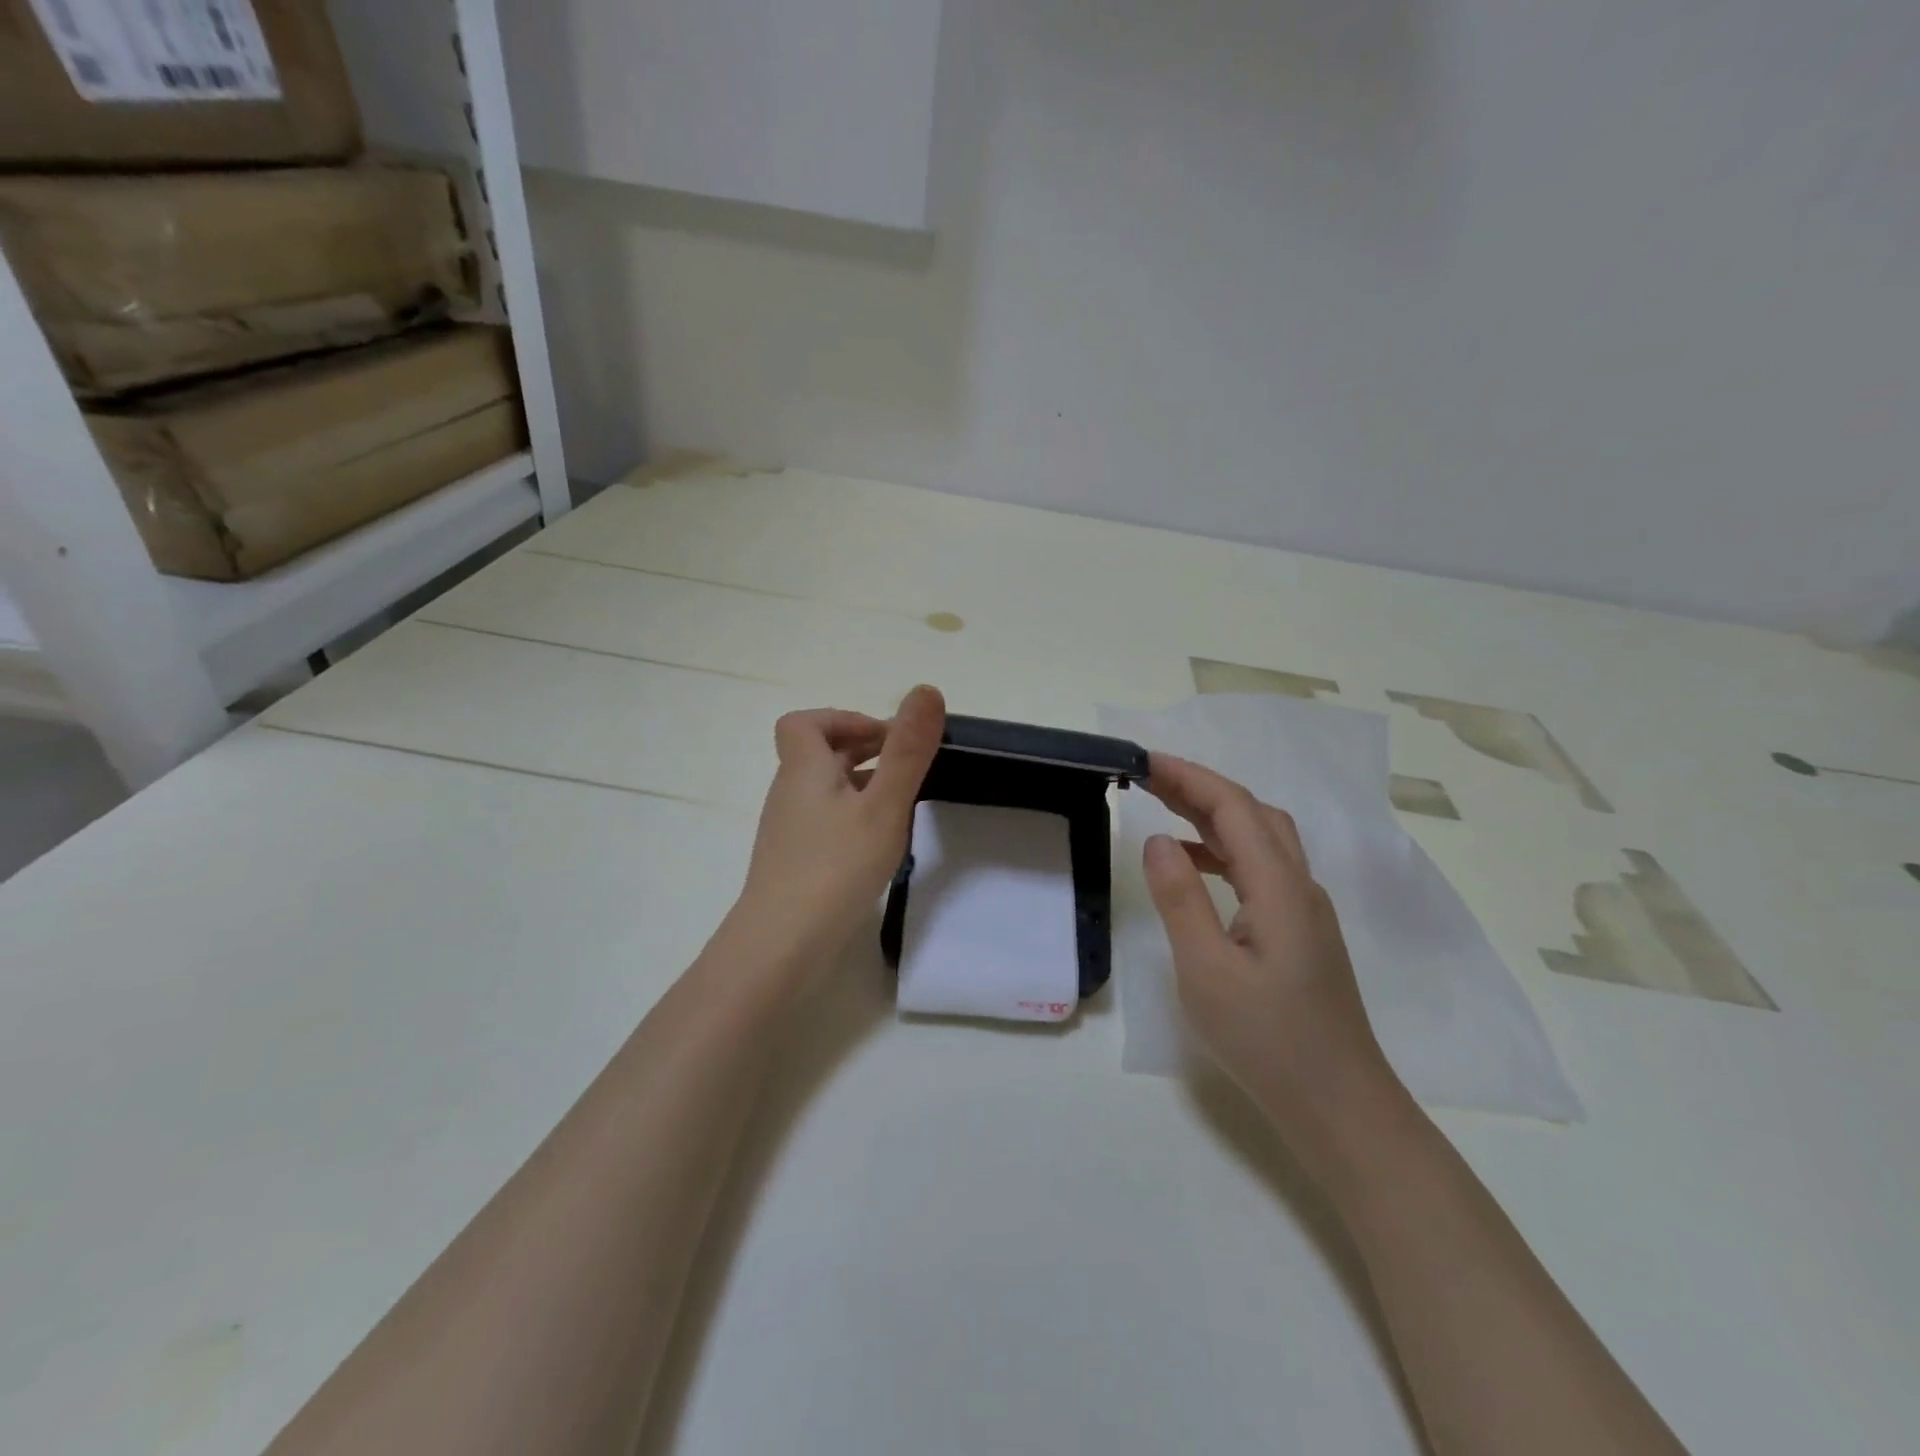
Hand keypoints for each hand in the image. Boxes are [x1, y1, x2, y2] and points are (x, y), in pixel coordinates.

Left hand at [728, 685, 945, 974]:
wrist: (781, 946)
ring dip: (860, 784)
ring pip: (824, 789)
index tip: (885, 739)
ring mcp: (789, 830)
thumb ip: (907, 751)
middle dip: (862, 750)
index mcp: (805, 769)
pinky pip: (824, 820)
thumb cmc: (835, 867)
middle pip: (818, 753)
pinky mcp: (794, 861)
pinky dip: (851, 816)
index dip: (844, 719)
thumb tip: (925, 690)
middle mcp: (790, 792)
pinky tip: (876, 844)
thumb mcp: (883, 805)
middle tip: (905, 768)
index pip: (805, 722)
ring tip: (899, 804)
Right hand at [1141, 752, 1399, 1153]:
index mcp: (1279, 888)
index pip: (1234, 808)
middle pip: (1251, 814)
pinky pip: (1261, 869)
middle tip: (1147, 777)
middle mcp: (1299, 886)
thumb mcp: (1207, 971)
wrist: (1340, 1107)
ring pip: (1260, 839)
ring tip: (1164, 807)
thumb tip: (1157, 839)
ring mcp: (1304, 909)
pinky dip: (1224, 850)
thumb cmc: (1268, 1041)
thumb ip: (1181, 899)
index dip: (1189, 777)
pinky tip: (1195, 866)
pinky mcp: (1300, 932)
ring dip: (1214, 815)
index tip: (1142, 761)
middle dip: (1199, 787)